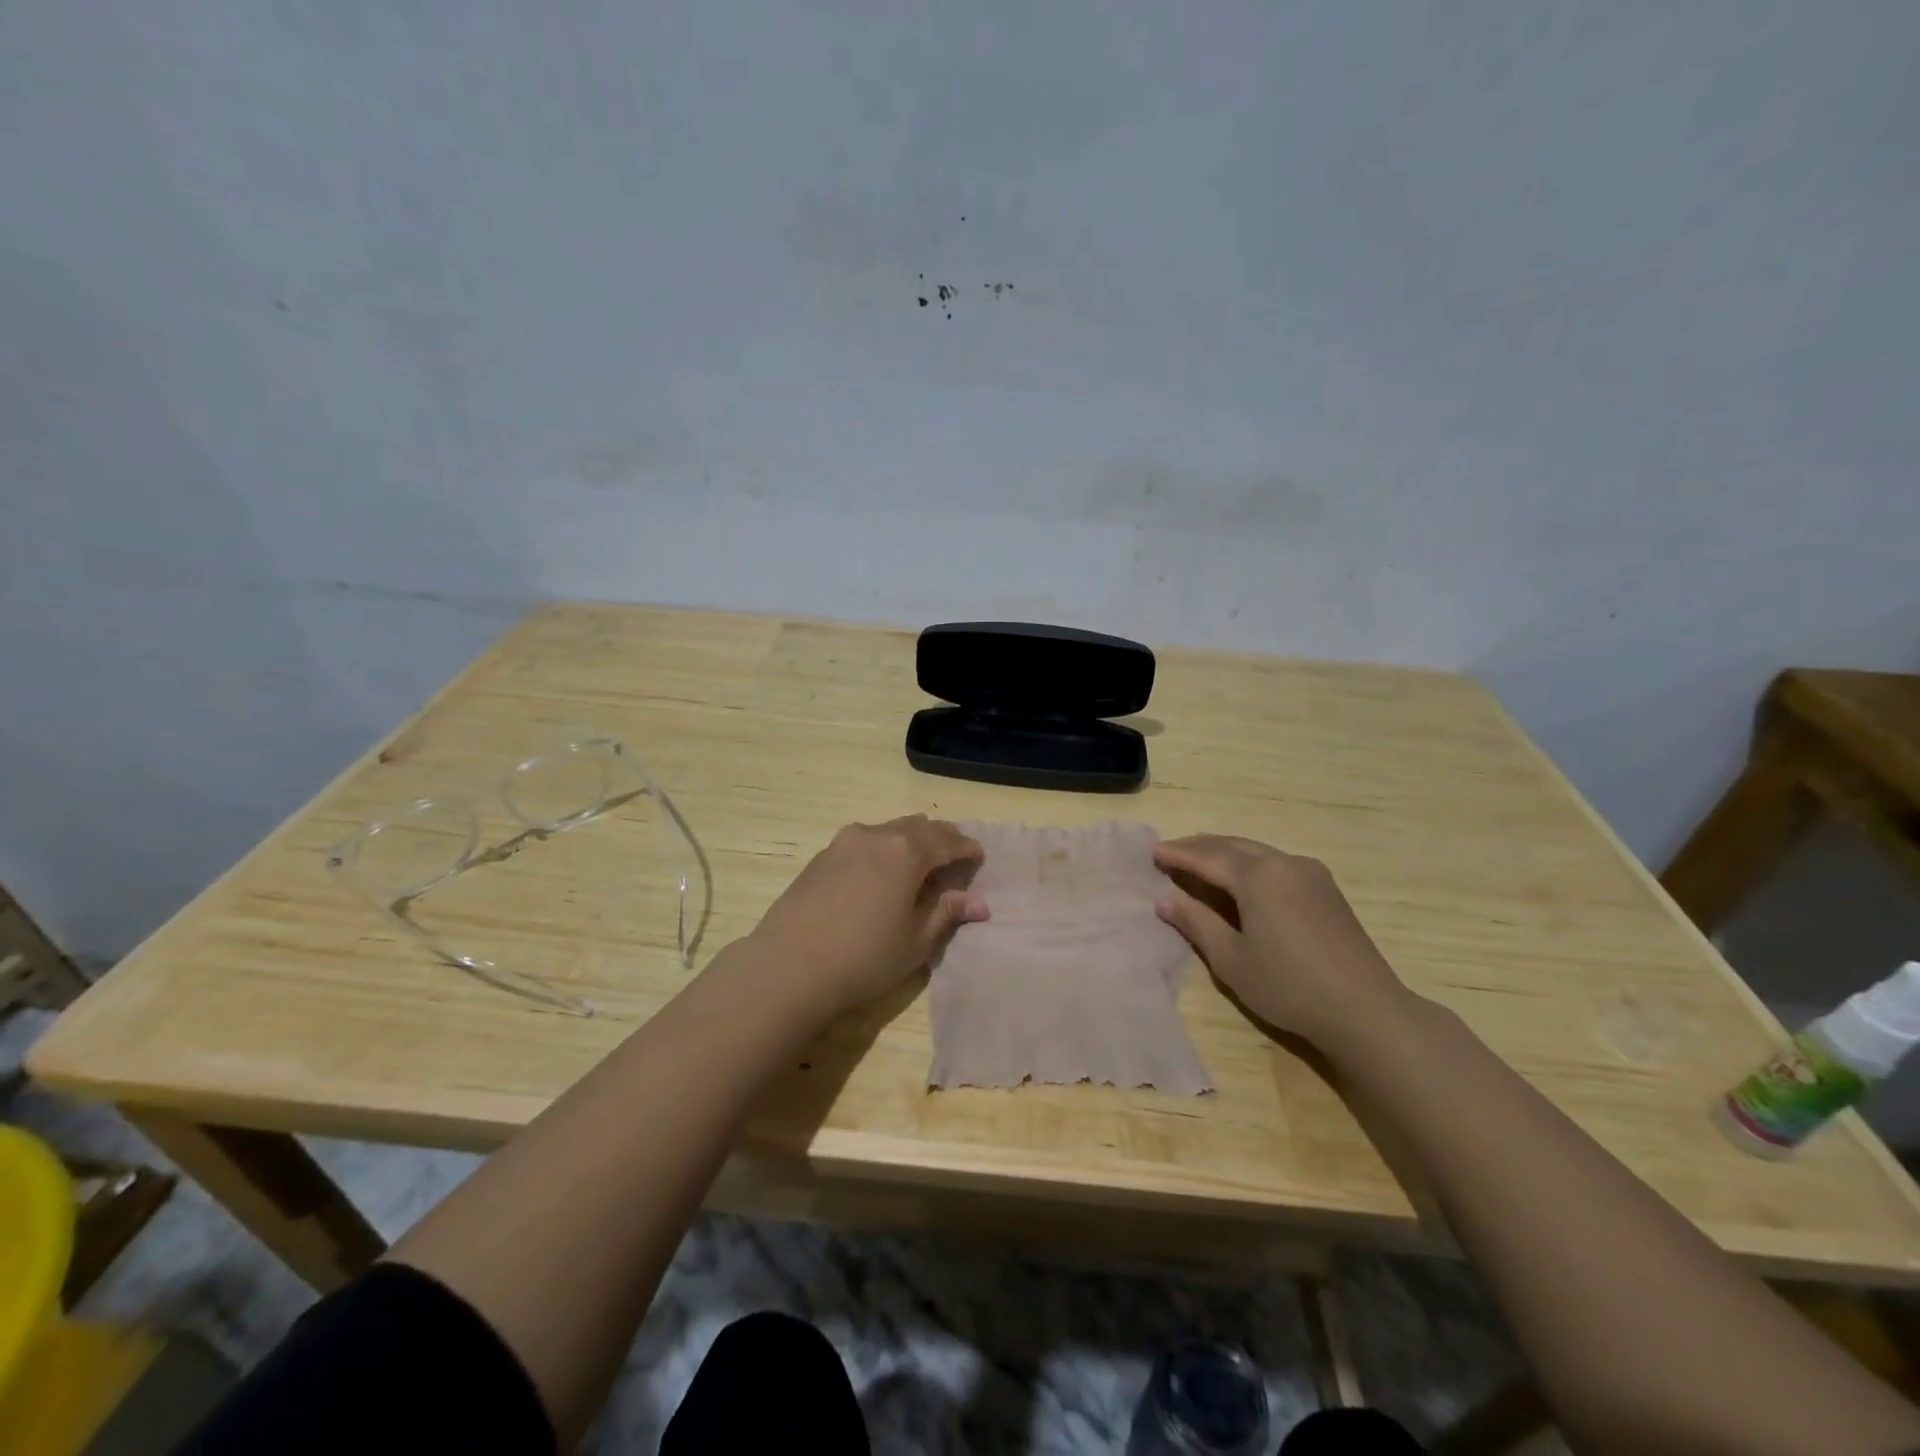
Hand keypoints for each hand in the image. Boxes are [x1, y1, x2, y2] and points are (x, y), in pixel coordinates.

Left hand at [748, 816, 988, 1016]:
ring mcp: (843, 843)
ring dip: (909, 841)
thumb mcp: (915, 940)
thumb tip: (979, 903)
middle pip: (917, 827)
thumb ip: (946, 913)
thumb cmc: (864, 957)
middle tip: (953, 855)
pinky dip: (882, 850)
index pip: (946, 841)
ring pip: (887, 830)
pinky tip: (880, 873)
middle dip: (939, 838)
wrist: (788, 967)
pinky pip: (863, 842)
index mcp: (905, 851)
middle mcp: (875, 835)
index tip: (979, 855)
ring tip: (918, 863)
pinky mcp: (820, 857)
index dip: (966, 848)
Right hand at [1152, 834, 1411, 1048]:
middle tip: (1172, 850)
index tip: (1152, 852)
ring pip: (1257, 852)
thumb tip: (1165, 899)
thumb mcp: (1231, 959)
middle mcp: (1283, 863)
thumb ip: (1196, 923)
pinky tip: (1243, 876)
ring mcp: (1310, 874)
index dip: (1178, 855)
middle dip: (1200, 847)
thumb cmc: (1288, 986)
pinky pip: (1277, 863)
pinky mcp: (1326, 890)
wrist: (1365, 1009)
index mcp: (1257, 876)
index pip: (1206, 858)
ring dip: (1226, 852)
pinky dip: (1250, 863)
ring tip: (1201, 858)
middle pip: (1233, 846)